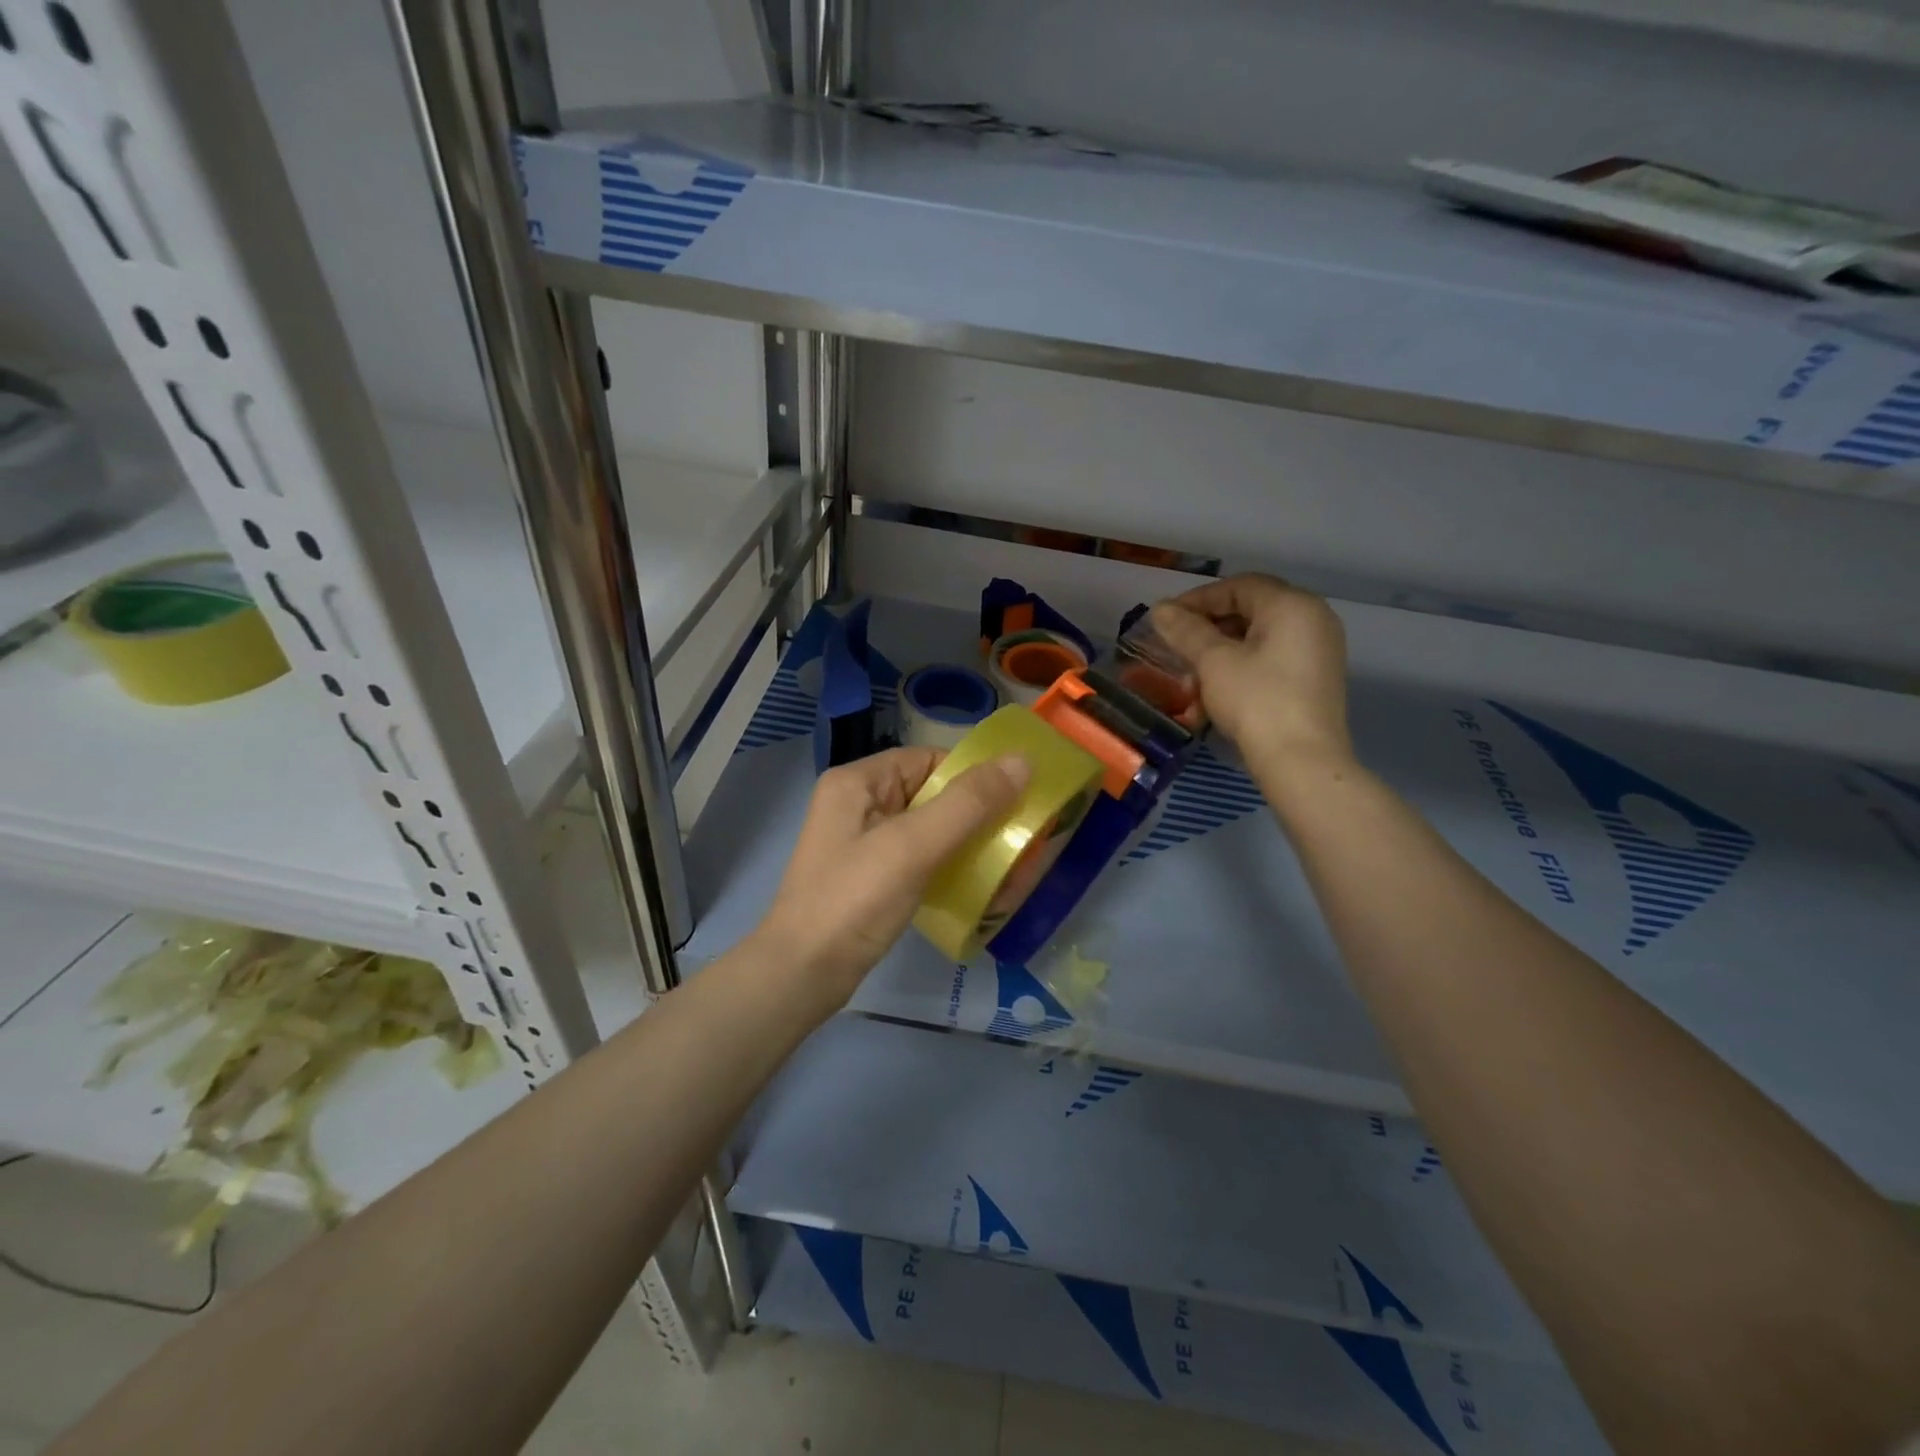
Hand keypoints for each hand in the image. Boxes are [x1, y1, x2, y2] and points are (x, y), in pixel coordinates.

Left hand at [752, 746, 1029, 1007]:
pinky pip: (921, 859)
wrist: (802, 976)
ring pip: (931, 829)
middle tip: (1022, 839)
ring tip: (1011, 866)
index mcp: (859, 782)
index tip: (1018, 800)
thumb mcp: (913, 846)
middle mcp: (859, 804)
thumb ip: (968, 803)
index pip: (929, 760)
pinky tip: (980, 888)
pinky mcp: (872, 877)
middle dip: (978, 816)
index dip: (974, 776)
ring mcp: (864, 843)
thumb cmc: (854, 901)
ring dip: (969, 845)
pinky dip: (951, 868)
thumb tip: (1023, 760)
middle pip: (932, 794)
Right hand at [1151, 574, 1352, 772]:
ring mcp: (1318, 650)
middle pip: (1250, 610)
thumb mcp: (1213, 662)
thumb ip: (1186, 631)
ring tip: (1191, 678)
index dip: (1198, 599)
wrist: (1301, 761)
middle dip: (1208, 629)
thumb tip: (1160, 609)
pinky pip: (1271, 660)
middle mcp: (1312, 619)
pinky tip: (1214, 693)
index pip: (1239, 586)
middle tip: (1176, 647)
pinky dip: (1241, 668)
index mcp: (1292, 605)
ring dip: (1219, 653)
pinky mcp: (1314, 679)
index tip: (1166, 620)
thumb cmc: (1256, 701)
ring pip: (1258, 639)